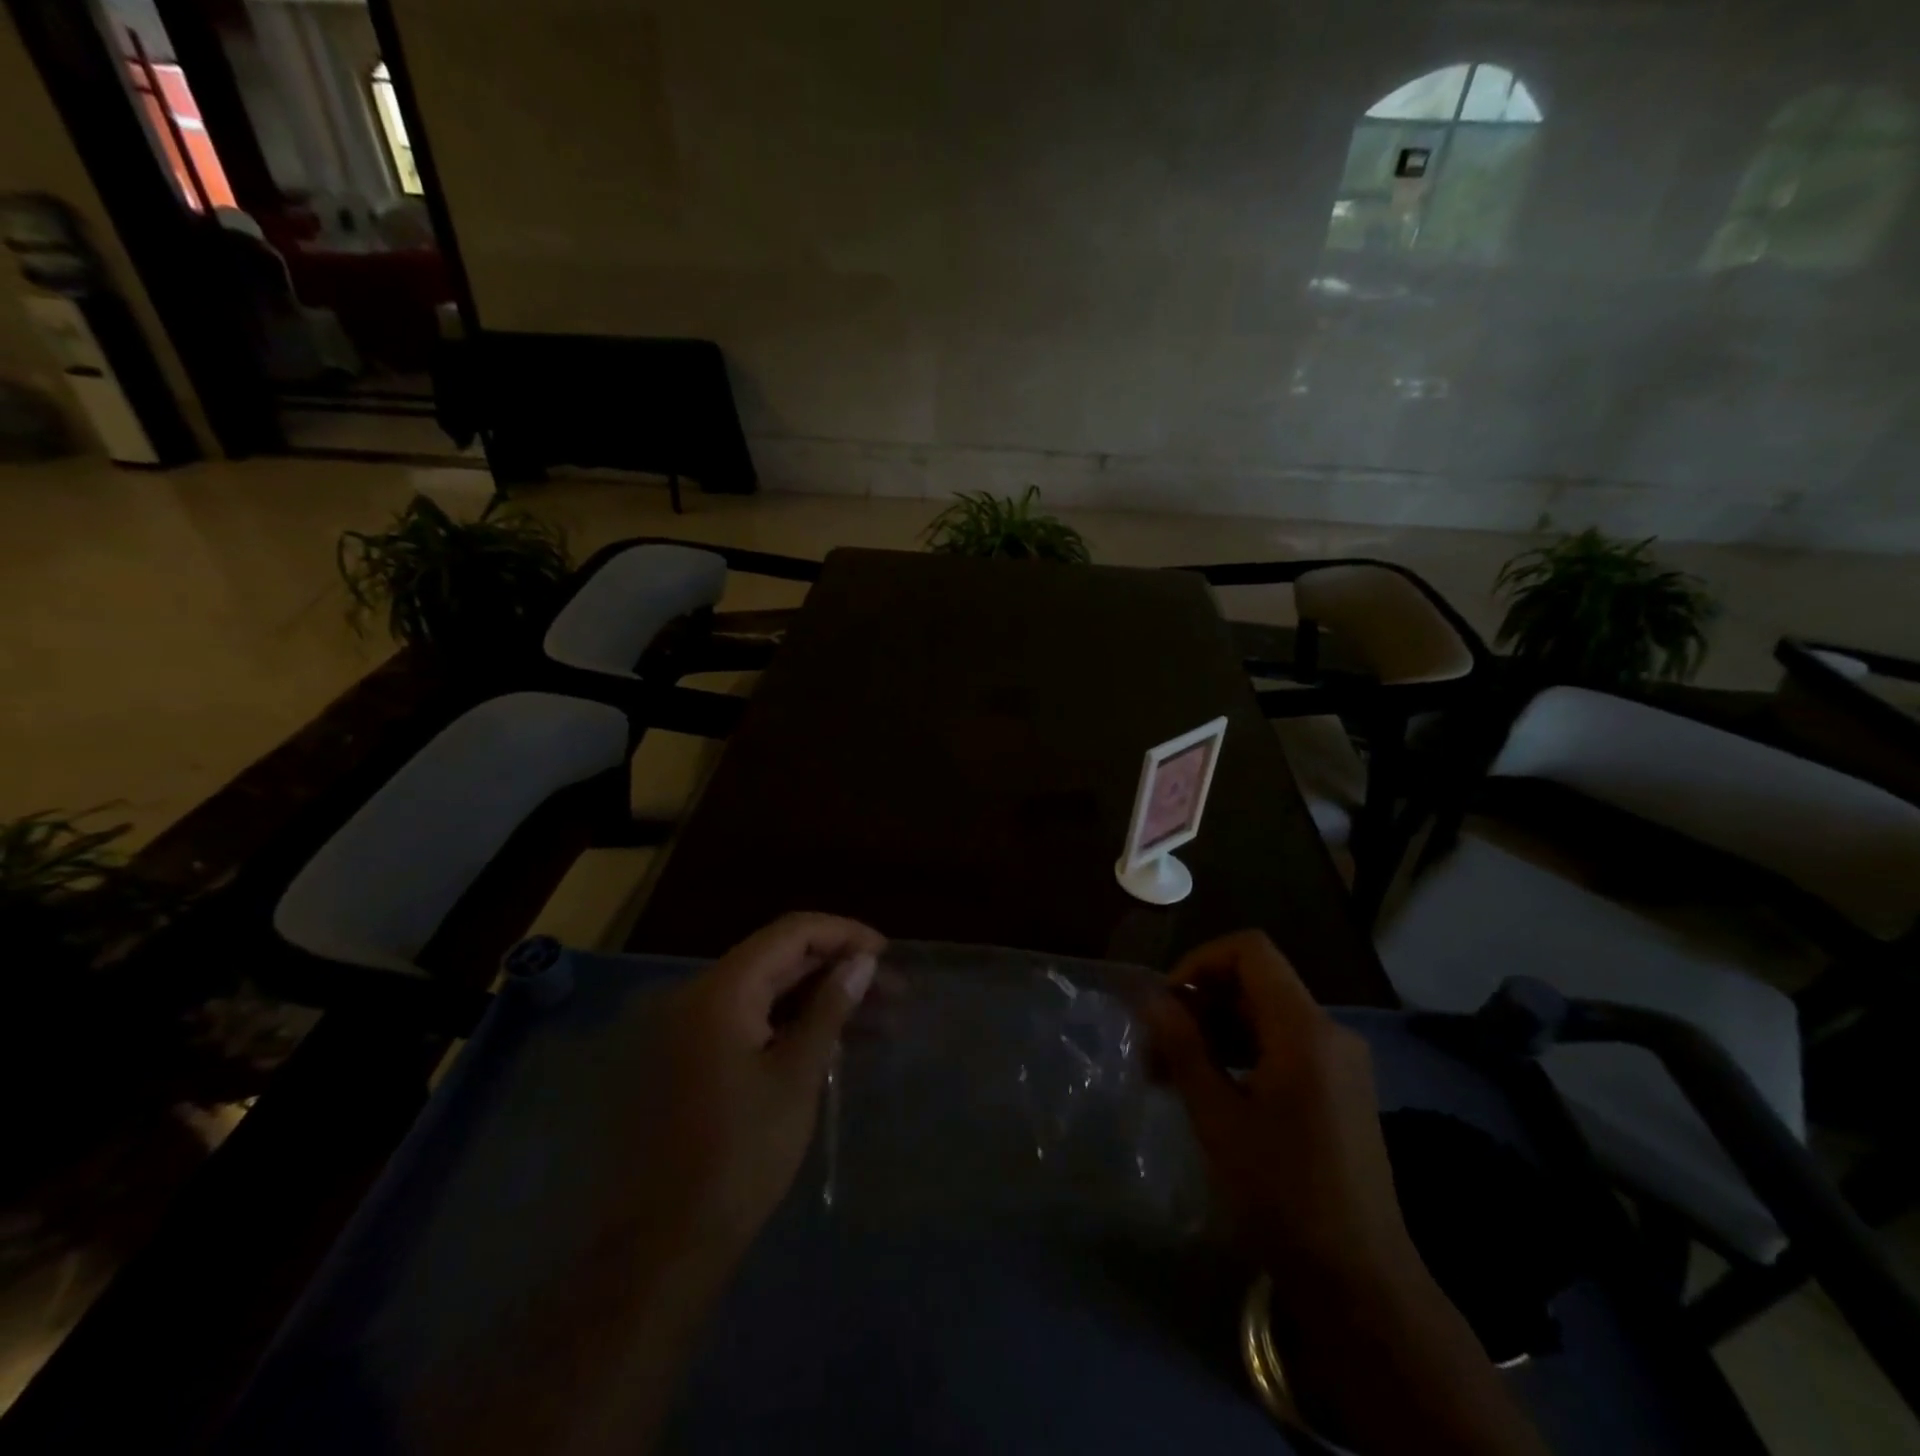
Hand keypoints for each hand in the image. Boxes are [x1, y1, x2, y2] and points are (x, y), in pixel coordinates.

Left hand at [415, 915, 885, 1455]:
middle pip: (779, 960)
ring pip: (768, 994)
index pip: (791, 933)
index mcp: (720, 990)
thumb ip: (830, 1008)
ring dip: (820, 1001)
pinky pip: (749, 1024)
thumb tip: (863, 960)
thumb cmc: (738, 1157)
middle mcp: (698, 996)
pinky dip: (791, 1026)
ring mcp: (689, 1029)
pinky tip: (833, 1045)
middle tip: (893, 992)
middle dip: (838, 970)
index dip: (843, 934)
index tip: (886, 953)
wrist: (661, 1247)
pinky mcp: (689, 1060)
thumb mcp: (796, 1077)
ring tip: (878, 1021)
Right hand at [1147, 933, 1549, 1455]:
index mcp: (1305, 1029)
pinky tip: (1209, 1090)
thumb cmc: (1282, 1195)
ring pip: (1266, 1016)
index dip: (1200, 962)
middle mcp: (1330, 1032)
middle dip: (1200, 1003)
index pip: (1250, 951)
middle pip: (1255, 982)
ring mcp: (1340, 1062)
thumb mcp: (1218, 1117)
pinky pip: (1284, 1046)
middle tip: (1155, 1048)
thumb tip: (1150, 997)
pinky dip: (1242, 1053)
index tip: (1167, 1004)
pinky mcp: (1341, 1090)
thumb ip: (1182, 1046)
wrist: (1361, 1283)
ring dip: (1215, 1031)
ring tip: (1170, 1073)